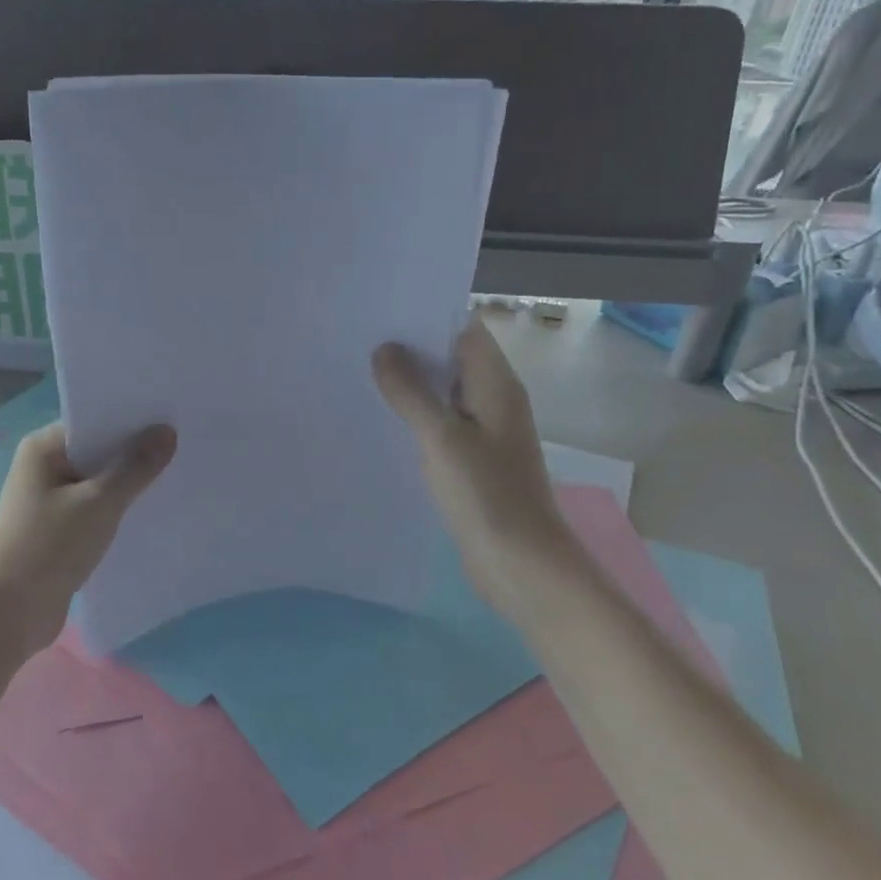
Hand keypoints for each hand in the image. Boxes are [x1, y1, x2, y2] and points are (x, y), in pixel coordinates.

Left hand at [0, 421, 176, 648]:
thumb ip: (136, 468)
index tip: (172, 417)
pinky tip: (150, 511)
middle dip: (134, 451)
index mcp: (43, 448)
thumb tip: (167, 431)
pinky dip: (117, 509)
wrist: (10, 613)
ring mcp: (48, 501)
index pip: (93, 421)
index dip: (131, 419)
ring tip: (176, 475)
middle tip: (183, 444)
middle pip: (97, 451)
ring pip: (98, 482)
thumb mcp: (100, 503)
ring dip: (128, 484)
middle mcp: (42, 468)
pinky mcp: (57, 531)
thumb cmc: (50, 546)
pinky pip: (94, 509)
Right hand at [373, 315, 578, 604]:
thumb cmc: (486, 493)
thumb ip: (411, 391)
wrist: (520, 563)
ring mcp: (485, 432)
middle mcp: (494, 400)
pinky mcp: (473, 461)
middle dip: (411, 352)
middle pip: (452, 360)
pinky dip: (416, 419)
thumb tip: (385, 349)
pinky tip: (383, 422)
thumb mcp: (441, 437)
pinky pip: (442, 426)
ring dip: (411, 387)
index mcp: (496, 384)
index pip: (464, 330)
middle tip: (360, 344)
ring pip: (444, 395)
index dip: (427, 319)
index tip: (382, 315)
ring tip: (361, 377)